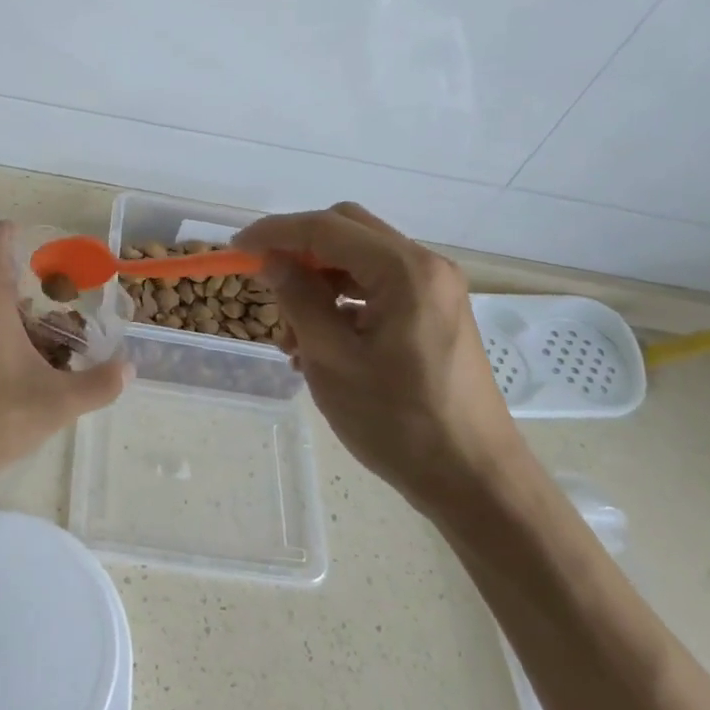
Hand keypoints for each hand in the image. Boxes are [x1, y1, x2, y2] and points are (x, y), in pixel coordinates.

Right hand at [233, 203, 523, 516]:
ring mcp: (435, 289)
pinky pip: (377, 285)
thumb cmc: (398, 422)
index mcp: (405, 271)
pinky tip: (321, 342)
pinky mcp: (435, 312)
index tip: (235, 249)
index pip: (326, 228)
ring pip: (359, 259)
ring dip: (318, 280)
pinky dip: (342, 300)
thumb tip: (270, 259)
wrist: (474, 481)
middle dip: (299, 251)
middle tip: (266, 283)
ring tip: (292, 335)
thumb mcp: (332, 359)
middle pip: (347, 230)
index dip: (274, 233)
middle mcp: (425, 266)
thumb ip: (298, 298)